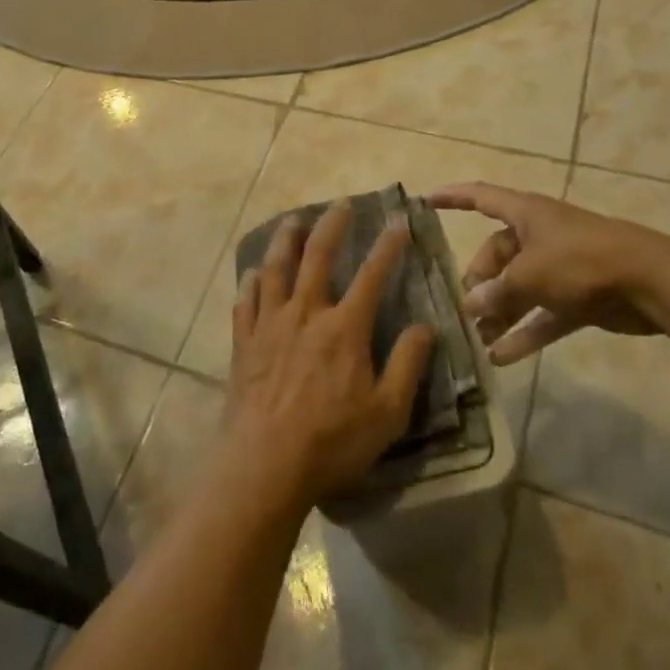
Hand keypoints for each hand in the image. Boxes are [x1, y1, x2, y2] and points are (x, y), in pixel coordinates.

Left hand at [225, 199, 435, 510]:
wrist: (264, 466)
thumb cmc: (331, 442)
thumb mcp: (387, 413)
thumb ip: (408, 364)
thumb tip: (426, 325)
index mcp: (344, 328)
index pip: (372, 276)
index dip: (387, 247)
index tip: (398, 223)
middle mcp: (306, 313)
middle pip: (318, 255)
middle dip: (332, 224)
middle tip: (340, 203)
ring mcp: (270, 324)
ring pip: (276, 268)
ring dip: (285, 240)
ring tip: (292, 221)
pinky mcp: (244, 342)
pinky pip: (245, 301)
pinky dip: (251, 282)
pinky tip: (252, 272)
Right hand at [427, 182, 669, 363]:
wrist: (651, 282)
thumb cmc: (581, 261)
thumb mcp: (530, 274)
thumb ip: (497, 291)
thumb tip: (471, 305)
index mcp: (526, 214)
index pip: (480, 197)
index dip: (452, 197)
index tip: (425, 201)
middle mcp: (539, 236)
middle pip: (498, 254)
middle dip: (479, 281)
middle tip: (464, 309)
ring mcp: (560, 267)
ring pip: (519, 288)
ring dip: (499, 312)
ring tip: (475, 339)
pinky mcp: (579, 296)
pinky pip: (542, 314)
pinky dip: (525, 332)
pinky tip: (502, 357)